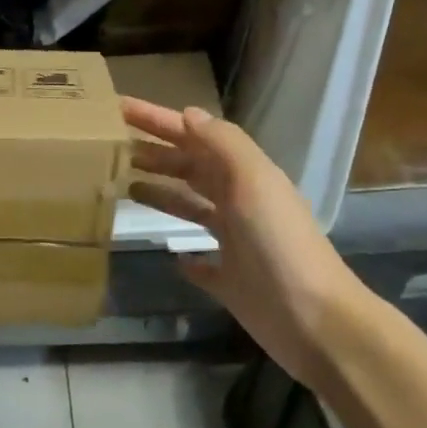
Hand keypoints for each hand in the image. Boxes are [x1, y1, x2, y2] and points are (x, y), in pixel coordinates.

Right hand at [124, 98, 371, 390]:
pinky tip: (171, 256)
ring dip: (163, 194)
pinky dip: (185, 257)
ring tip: (125, 187)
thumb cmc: (278, 245)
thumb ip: (223, 145)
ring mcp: (235, 244)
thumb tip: (188, 115)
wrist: (312, 319)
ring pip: (192, 209)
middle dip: (155, 154)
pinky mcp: (229, 282)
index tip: (119, 108)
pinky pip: (202, 263)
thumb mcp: (253, 182)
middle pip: (191, 170)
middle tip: (113, 147)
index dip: (158, 121)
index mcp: (244, 177)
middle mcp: (239, 204)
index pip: (194, 137)